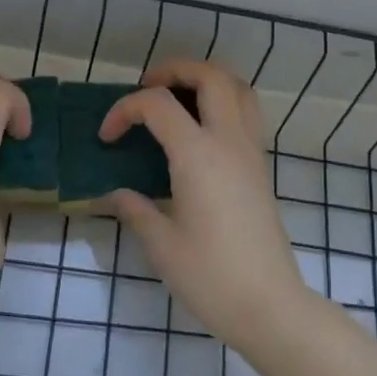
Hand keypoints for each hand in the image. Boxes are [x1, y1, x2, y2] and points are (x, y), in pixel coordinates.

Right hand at [100, 61, 307, 347]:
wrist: (269, 305)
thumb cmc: (210, 276)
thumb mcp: (161, 245)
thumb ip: (135, 210)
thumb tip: (115, 194)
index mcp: (198, 155)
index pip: (157, 105)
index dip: (125, 110)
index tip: (107, 137)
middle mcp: (229, 142)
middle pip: (211, 76)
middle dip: (175, 70)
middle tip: (147, 87)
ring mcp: (251, 153)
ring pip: (239, 89)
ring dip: (207, 80)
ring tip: (178, 98)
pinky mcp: (261, 169)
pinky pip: (247, 114)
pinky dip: (224, 103)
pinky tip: (200, 133)